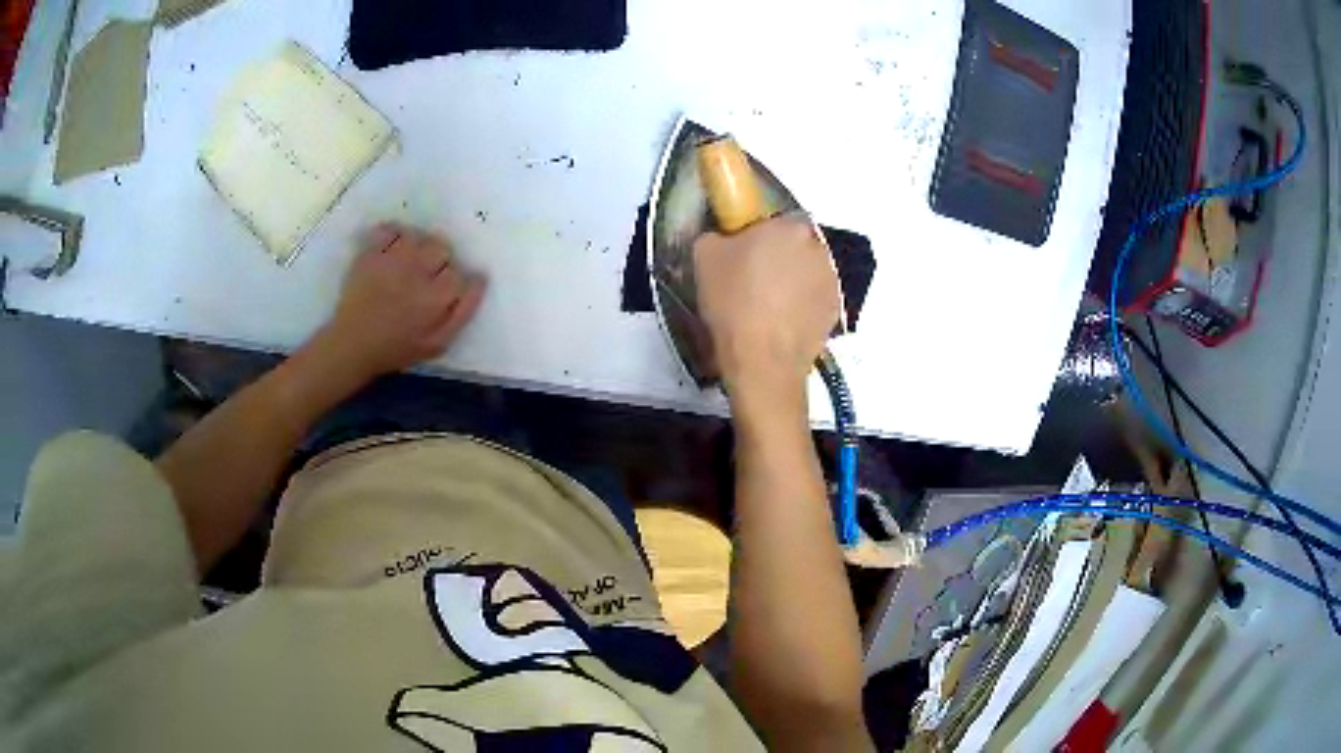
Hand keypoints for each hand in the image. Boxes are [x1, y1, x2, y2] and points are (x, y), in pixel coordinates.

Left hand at [312, 223, 486, 382]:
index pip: (460, 273)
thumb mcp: (437, 344)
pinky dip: (393, 235)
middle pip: (442, 248)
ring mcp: (392, 259)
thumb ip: (464, 312)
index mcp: (436, 296)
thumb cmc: (396, 348)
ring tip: (409, 262)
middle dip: (439, 261)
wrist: (352, 344)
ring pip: (419, 235)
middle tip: (426, 277)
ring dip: (418, 247)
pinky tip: (391, 250)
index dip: (454, 283)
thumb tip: (480, 279)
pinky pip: (389, 229)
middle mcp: (417, 271)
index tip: (443, 294)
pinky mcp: (371, 253)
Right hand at [693, 215, 839, 395]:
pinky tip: (780, 323)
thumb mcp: (704, 256)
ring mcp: (831, 280)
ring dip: (792, 281)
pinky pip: (814, 299)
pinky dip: (802, 306)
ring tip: (767, 306)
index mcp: (789, 226)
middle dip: (779, 256)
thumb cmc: (732, 301)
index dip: (759, 234)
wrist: (762, 361)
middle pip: (795, 244)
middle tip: (752, 279)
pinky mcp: (835, 310)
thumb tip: (724, 238)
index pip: (776, 219)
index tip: (743, 253)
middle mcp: (817, 247)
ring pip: (807, 271)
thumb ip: (716, 236)